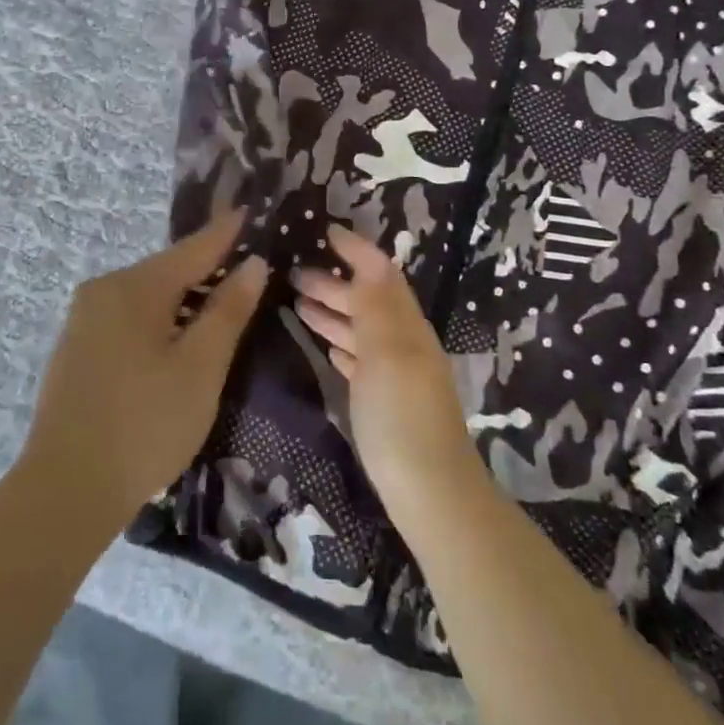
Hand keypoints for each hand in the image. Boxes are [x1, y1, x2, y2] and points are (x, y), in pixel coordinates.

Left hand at [18, 210, 268, 532]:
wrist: (65, 490)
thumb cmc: (145, 425)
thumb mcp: (200, 368)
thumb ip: (228, 311)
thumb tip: (253, 263)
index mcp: (135, 287)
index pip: (194, 248)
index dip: (226, 232)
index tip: (250, 210)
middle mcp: (104, 289)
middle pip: (169, 270)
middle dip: (207, 270)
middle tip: (246, 269)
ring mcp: (84, 319)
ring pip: (148, 295)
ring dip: (184, 299)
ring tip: (221, 306)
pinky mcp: (76, 348)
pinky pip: (129, 317)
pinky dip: (159, 319)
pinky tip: (175, 341)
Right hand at [293, 225, 484, 525]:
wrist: (430, 494)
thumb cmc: (402, 416)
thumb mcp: (387, 351)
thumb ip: (376, 303)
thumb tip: (368, 255)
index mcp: (406, 325)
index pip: (380, 273)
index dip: (356, 249)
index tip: (325, 231)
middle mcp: (403, 342)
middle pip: (367, 300)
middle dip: (334, 282)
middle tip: (294, 273)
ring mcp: (396, 374)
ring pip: (361, 329)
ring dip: (333, 311)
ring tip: (297, 302)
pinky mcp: (385, 402)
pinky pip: (360, 359)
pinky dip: (341, 344)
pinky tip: (326, 346)